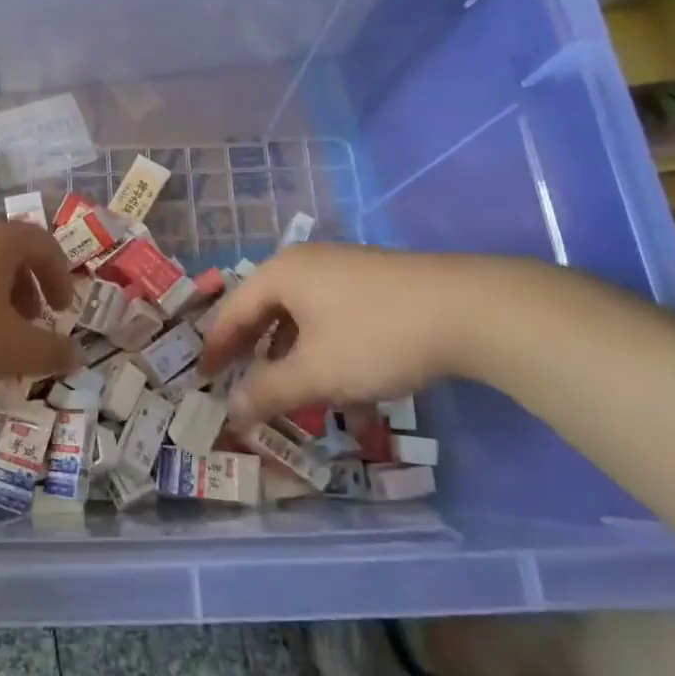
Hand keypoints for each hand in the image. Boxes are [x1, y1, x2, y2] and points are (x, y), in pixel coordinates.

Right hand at [198, 243, 515, 423]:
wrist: (469, 310)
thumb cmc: (375, 337)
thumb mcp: (315, 373)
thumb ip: (268, 392)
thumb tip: (232, 411)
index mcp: (280, 274)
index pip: (232, 312)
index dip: (216, 348)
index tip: (204, 379)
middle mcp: (307, 264)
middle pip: (267, 312)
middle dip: (258, 356)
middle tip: (245, 387)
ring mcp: (345, 270)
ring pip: (305, 319)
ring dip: (298, 361)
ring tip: (301, 399)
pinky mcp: (377, 284)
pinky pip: (336, 319)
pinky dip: (331, 353)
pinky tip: (352, 392)